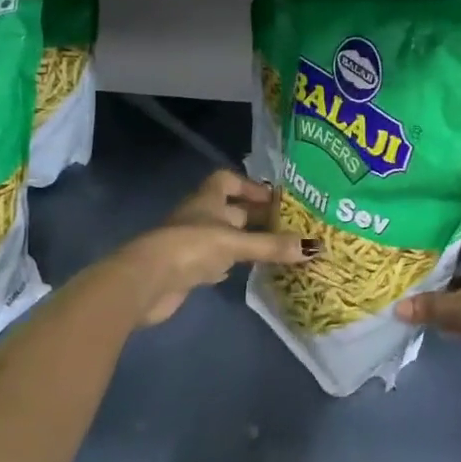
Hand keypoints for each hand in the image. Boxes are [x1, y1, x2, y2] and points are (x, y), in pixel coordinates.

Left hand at [113, 171, 312, 326]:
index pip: (228, 180)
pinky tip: (247, 271)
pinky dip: (231, 263)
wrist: (146, 282)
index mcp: (207, 199)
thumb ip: (271, 245)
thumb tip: (314, 246)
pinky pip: (216, 260)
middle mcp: (200, 216)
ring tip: (276, 248)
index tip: (273, 198)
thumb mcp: (235, 243)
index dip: (249, 186)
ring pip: (225, 236)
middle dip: (256, 216)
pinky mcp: (188, 269)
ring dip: (246, 241)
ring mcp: (192, 243)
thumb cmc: (191, 247)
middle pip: (231, 210)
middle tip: (287, 225)